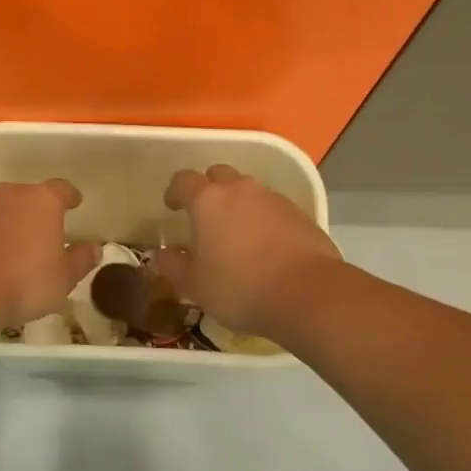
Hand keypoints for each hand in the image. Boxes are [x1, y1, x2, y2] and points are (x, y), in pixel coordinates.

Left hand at [0, 180, 100, 330]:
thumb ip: (81, 260)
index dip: (70, 196)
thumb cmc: (24, 280)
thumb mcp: (63, 278)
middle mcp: (13, 194)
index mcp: (44, 200)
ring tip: (20, 247)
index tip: (76, 203)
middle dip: (40, 211)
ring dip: (14, 223)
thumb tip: (95, 248)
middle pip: (31, 197)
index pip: (62, 189)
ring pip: (6, 209)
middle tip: (48, 232)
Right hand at [154, 165, 340, 337]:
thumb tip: (161, 255)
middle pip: (219, 175)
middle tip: (205, 216)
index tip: (172, 206)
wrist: (309, 295)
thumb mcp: (195, 285)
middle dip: (209, 189)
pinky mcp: (301, 215)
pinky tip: (266, 247)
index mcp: (208, 200)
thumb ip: (174, 266)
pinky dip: (264, 220)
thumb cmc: (240, 287)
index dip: (175, 191)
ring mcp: (274, 199)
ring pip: (249, 191)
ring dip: (239, 204)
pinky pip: (274, 209)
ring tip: (237, 234)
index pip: (184, 180)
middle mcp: (241, 190)